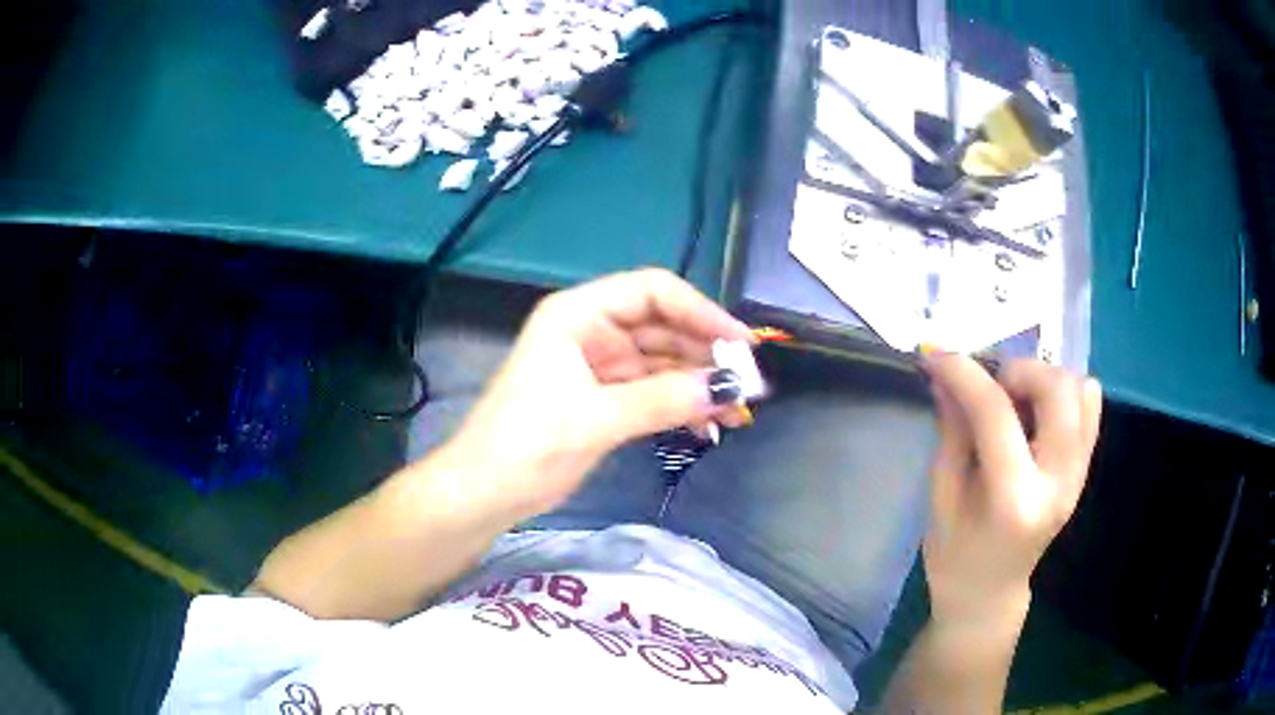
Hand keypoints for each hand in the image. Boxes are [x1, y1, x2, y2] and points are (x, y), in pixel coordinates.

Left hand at [442, 269, 752, 519]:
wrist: (483, 494)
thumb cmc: (526, 445)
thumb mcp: (595, 419)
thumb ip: (663, 400)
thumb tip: (728, 389)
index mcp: (578, 315)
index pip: (652, 292)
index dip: (700, 312)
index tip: (740, 344)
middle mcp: (591, 331)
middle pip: (663, 327)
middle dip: (706, 354)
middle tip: (747, 386)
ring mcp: (599, 366)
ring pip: (663, 363)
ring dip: (699, 385)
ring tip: (737, 413)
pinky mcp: (604, 399)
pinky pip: (653, 393)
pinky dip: (680, 406)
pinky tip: (708, 427)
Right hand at [920, 354, 1101, 626]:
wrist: (989, 593)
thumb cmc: (955, 554)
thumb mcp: (941, 497)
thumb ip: (952, 432)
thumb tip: (946, 376)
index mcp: (1013, 500)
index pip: (996, 416)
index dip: (965, 375)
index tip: (937, 356)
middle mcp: (1057, 483)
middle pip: (1057, 391)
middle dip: (1019, 370)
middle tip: (989, 385)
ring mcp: (1077, 475)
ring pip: (1081, 391)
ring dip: (1044, 379)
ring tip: (1015, 399)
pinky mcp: (1084, 470)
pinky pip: (1090, 408)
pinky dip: (1065, 392)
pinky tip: (1037, 409)